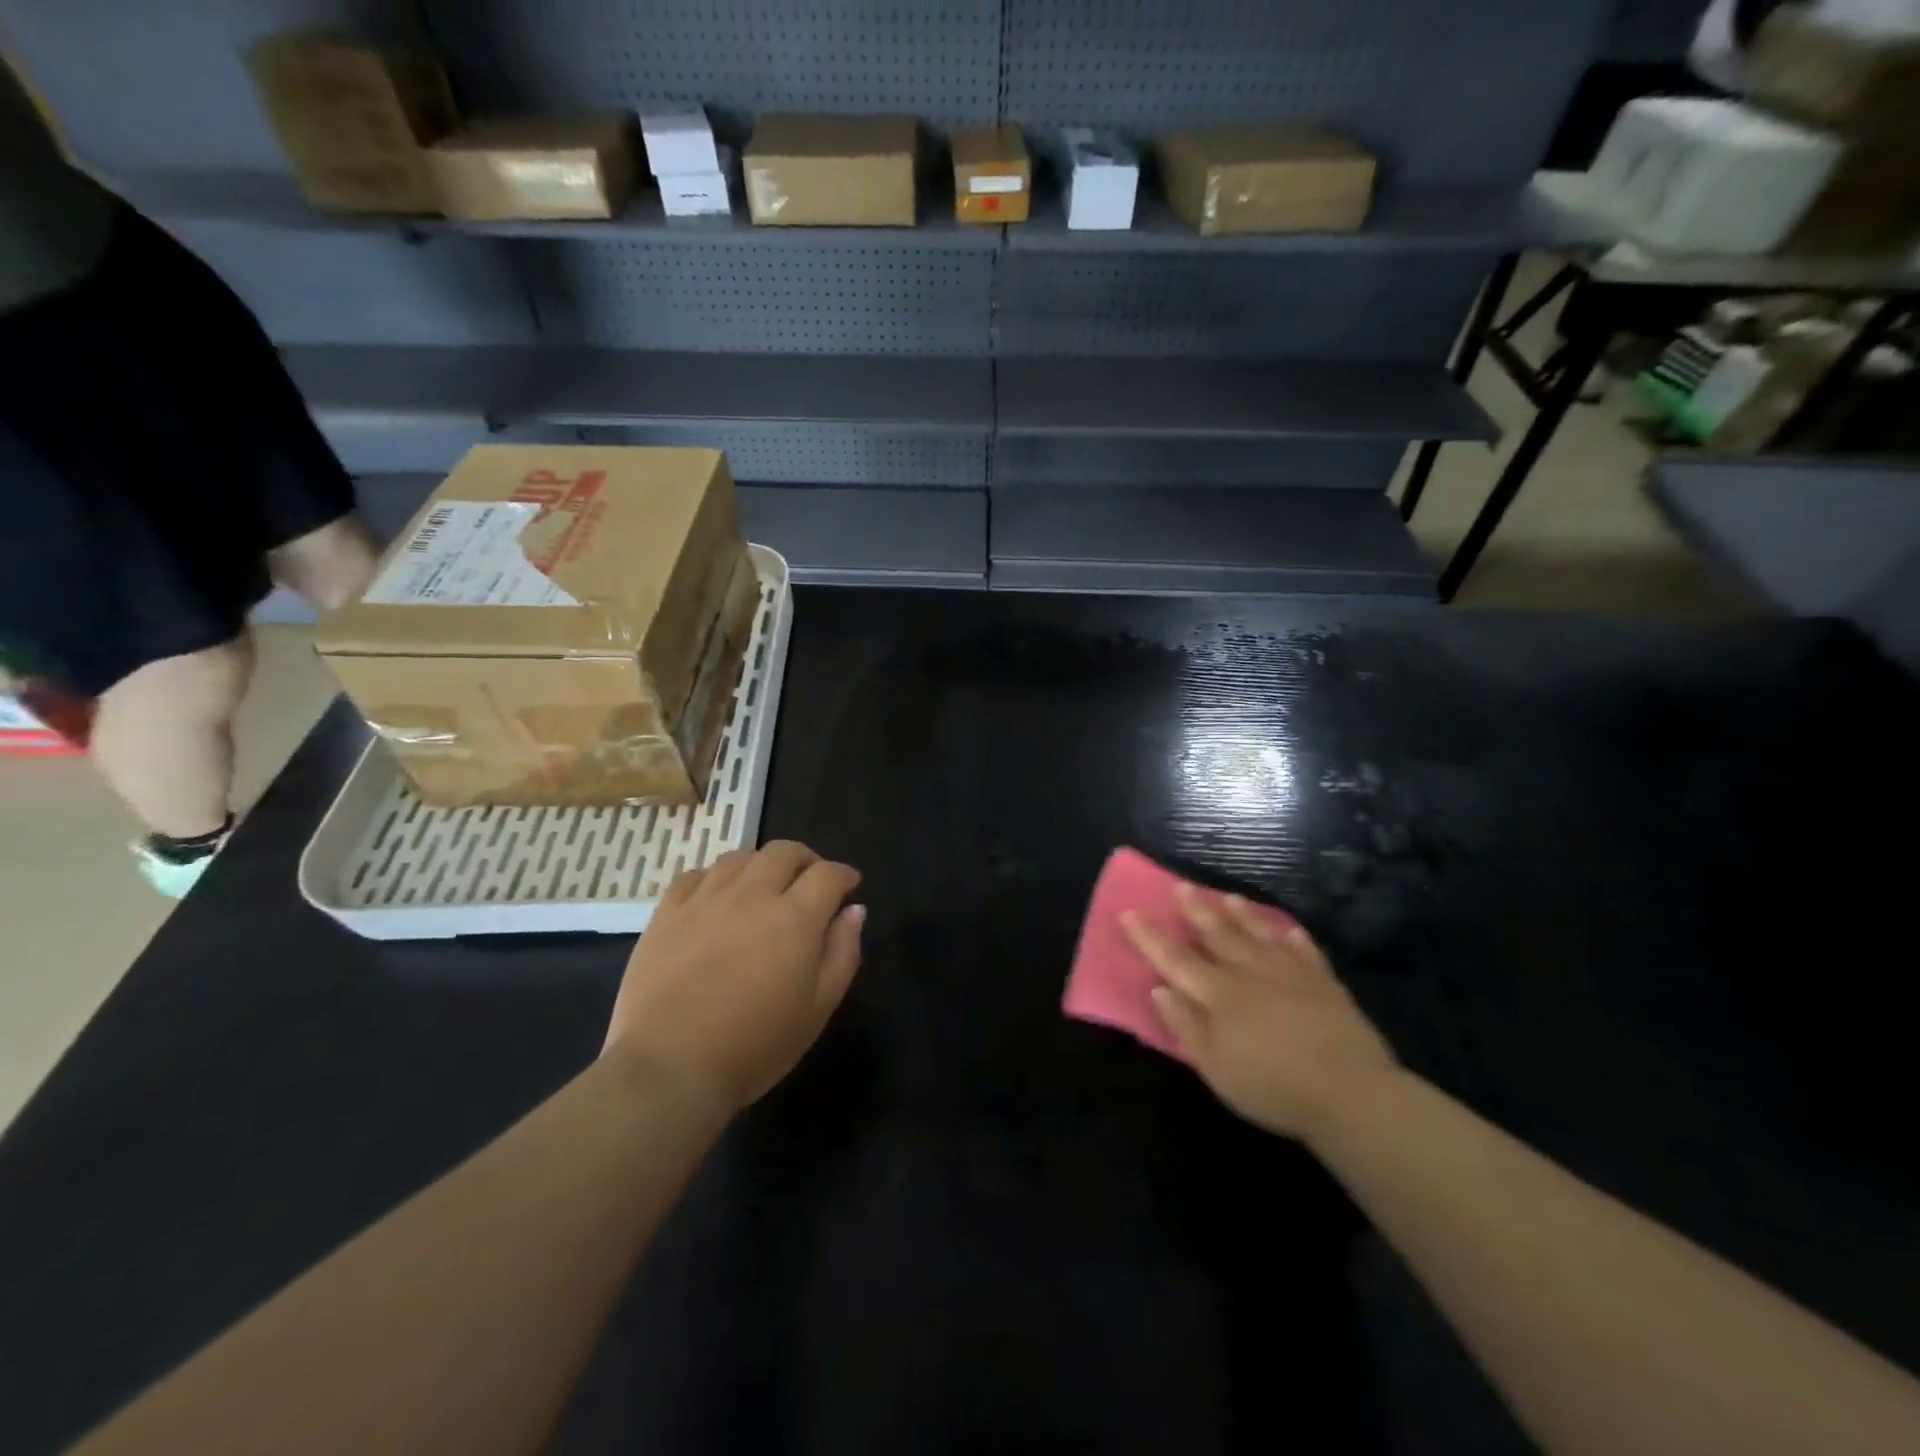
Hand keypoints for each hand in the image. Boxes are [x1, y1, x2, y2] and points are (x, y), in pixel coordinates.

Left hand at [604, 841, 864, 1114]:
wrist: (670, 1069)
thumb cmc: (755, 1046)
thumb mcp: (818, 1009)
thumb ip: (843, 953)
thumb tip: (854, 911)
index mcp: (795, 918)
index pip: (827, 874)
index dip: (844, 874)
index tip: (849, 885)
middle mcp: (752, 895)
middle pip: (784, 852)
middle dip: (806, 860)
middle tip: (810, 880)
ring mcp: (705, 900)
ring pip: (740, 858)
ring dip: (761, 865)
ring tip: (764, 886)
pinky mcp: (666, 913)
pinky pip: (695, 875)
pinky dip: (715, 878)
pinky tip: (717, 897)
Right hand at [1123, 886, 1396, 1142]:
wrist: (1351, 1093)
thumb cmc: (1273, 1087)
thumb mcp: (1216, 1068)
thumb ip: (1186, 1026)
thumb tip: (1160, 988)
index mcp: (1220, 994)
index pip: (1175, 959)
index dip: (1150, 937)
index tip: (1129, 913)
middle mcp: (1251, 973)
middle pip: (1218, 935)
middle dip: (1196, 910)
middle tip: (1181, 886)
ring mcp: (1291, 974)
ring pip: (1260, 935)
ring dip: (1243, 915)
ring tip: (1229, 897)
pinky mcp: (1324, 984)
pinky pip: (1306, 953)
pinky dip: (1295, 939)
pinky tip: (1290, 930)